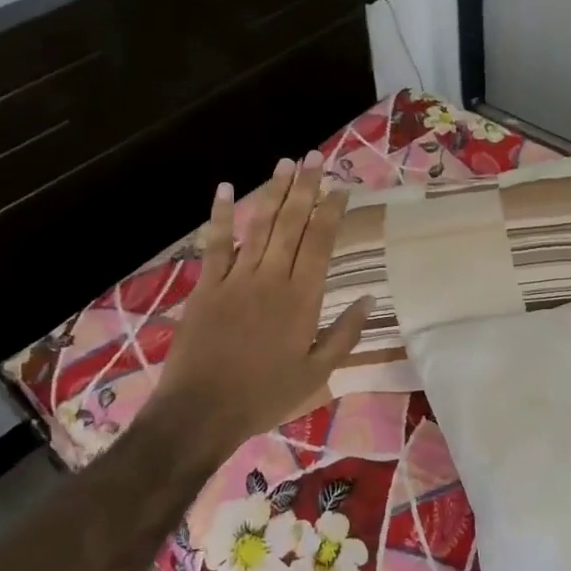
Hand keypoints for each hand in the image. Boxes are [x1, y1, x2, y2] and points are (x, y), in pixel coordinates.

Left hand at [148, 151, 372, 451]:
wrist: (202, 411)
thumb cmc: (265, 396)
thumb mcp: (316, 373)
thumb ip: (344, 334)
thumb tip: (369, 298)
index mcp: (302, 298)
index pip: (320, 242)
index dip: (332, 211)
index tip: (342, 187)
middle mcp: (271, 278)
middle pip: (292, 223)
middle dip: (305, 188)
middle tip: (315, 158)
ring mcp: (236, 278)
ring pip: (259, 225)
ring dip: (273, 192)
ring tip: (286, 163)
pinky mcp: (207, 286)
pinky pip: (215, 244)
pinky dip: (220, 215)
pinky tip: (225, 189)